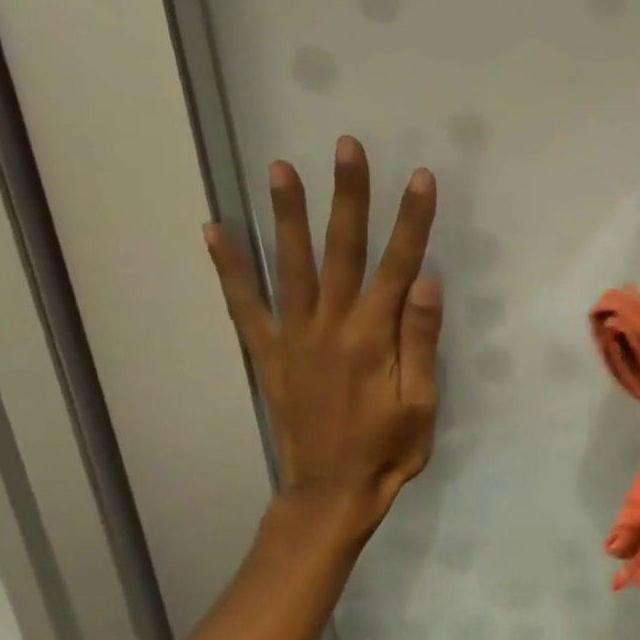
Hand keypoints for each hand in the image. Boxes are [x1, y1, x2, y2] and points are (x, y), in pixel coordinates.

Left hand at [205, 136, 441, 535]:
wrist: (331, 491)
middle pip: (341, 251)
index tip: (420, 178)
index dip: (411, 221)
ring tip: (279, 166)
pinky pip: (244, 305)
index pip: (398, 266)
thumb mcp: (421, 403)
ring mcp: (292, 338)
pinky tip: (215, 229)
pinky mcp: (268, 354)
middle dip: (348, 197)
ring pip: (290, 265)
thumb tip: (425, 281)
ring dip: (287, 215)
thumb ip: (420, 340)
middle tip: (346, 147)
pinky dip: (228, 267)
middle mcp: (329, 327)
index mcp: (373, 338)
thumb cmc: (389, 449)